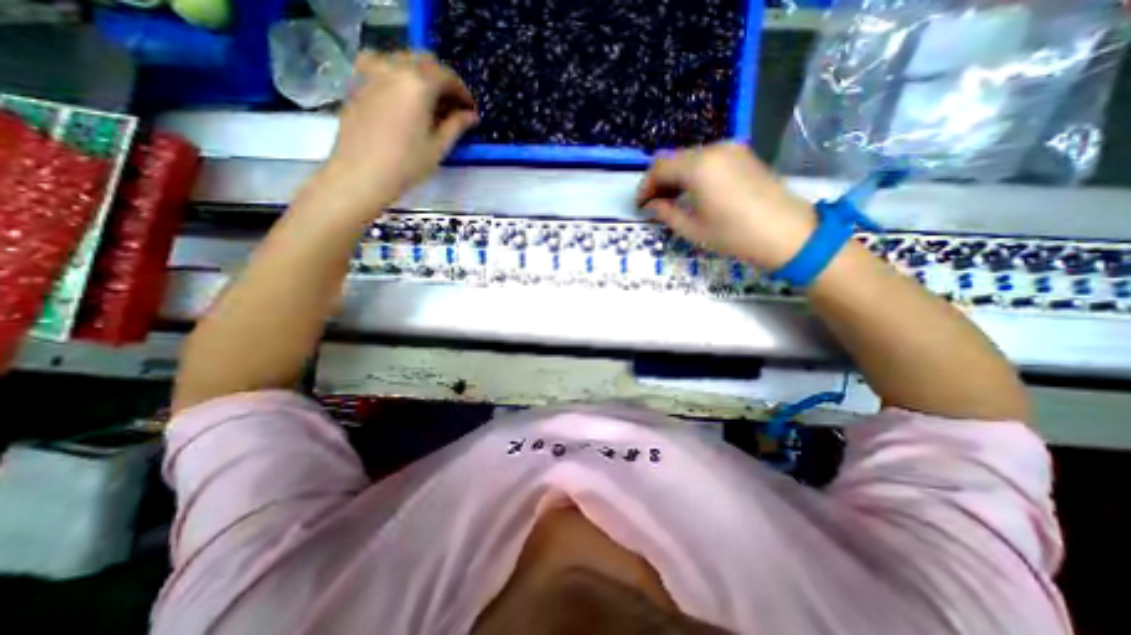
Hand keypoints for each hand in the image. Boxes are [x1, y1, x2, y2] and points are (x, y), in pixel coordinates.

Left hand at [315, 49, 478, 212]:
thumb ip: (456, 126)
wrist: (361, 173)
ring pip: (403, 61)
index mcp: (417, 83)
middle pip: (424, 61)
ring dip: (421, 76)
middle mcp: (393, 68)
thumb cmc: (406, 164)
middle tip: (452, 106)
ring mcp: (372, 72)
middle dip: (442, 81)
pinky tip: (405, 102)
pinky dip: (400, 79)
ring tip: (429, 103)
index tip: (471, 110)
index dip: (463, 92)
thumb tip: (471, 116)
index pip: (447, 76)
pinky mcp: (358, 82)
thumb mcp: (438, 147)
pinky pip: (384, 69)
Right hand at [635, 141, 813, 270]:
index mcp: (698, 167)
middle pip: (673, 158)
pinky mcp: (743, 154)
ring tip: (671, 200)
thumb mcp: (693, 229)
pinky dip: (693, 173)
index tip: (640, 204)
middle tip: (653, 203)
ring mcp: (731, 149)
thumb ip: (666, 213)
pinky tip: (693, 192)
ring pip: (690, 157)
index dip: (645, 186)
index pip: (659, 168)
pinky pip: (707, 158)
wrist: (787, 233)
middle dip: (659, 180)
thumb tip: (652, 205)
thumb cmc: (734, 235)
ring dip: (676, 176)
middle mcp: (713, 149)